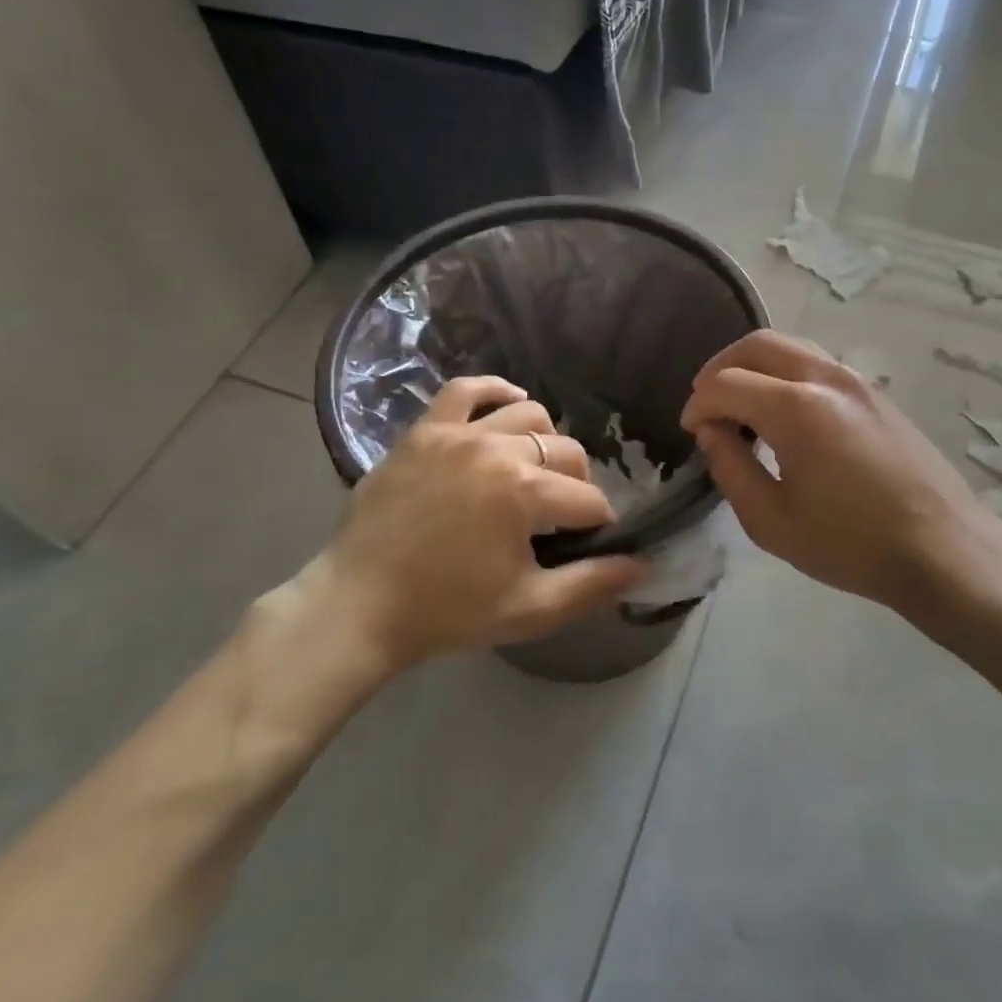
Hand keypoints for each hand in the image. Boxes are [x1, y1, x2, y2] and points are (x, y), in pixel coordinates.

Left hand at [238, 377, 644, 750]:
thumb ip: (592, 586)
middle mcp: (497, 449)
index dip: (598, 526)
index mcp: (525, 492)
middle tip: (560, 519)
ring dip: (545, 442)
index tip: (588, 545)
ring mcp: (456, 434)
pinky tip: (509, 406)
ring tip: (534, 472)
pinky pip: (466, 389)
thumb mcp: (530, 610)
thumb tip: (641, 565)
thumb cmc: (447, 612)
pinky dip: (495, 391)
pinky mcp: (423, 431)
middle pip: (567, 452)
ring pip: (528, 414)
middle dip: (577, 486)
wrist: (359, 607)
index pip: (590, 500)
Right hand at [680, 331, 985, 609]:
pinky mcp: (875, 392)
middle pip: (757, 344)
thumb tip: (712, 432)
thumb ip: (730, 468)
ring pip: (790, 346)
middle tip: (706, 405)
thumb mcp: (771, 521)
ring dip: (754, 366)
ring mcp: (855, 380)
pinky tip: (781, 413)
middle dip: (720, 368)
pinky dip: (784, 373)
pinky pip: (816, 362)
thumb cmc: (850, 543)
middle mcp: (825, 377)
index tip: (691, 433)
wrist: (941, 548)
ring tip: (740, 405)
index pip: (725, 384)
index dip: (698, 405)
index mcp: (795, 408)